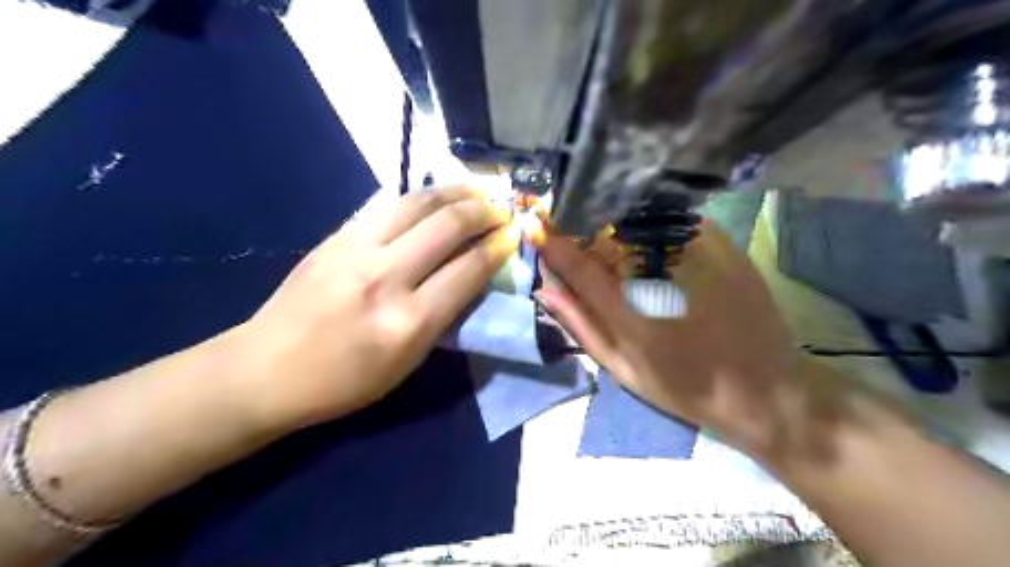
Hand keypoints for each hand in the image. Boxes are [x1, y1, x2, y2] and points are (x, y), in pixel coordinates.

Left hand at [238, 186, 520, 429]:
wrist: (265, 369)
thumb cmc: (345, 381)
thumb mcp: (407, 363)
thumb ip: (443, 315)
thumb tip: (471, 274)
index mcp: (408, 321)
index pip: (468, 270)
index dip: (497, 248)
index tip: (513, 235)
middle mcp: (385, 277)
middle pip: (447, 226)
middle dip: (483, 211)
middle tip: (501, 208)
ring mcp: (355, 249)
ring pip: (416, 203)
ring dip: (453, 192)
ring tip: (475, 190)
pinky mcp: (335, 236)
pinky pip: (386, 205)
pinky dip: (418, 197)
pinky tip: (433, 196)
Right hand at [532, 220, 801, 445]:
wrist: (764, 389)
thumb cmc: (684, 387)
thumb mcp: (622, 369)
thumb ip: (581, 326)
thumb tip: (545, 289)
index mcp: (628, 314)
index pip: (578, 265)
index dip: (552, 240)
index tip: (534, 221)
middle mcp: (658, 278)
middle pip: (607, 235)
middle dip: (583, 227)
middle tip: (572, 227)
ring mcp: (695, 256)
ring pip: (639, 222)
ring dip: (616, 223)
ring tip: (612, 233)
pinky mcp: (723, 246)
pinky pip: (675, 221)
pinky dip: (654, 224)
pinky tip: (653, 238)